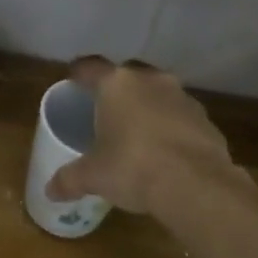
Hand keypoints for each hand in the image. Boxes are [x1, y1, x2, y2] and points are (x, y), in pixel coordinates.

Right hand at [45, 57, 247, 220]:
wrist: (196, 185)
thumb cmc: (133, 168)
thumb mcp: (92, 176)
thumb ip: (69, 179)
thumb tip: (50, 190)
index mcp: (117, 84)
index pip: (90, 67)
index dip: (79, 73)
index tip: (72, 81)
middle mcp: (151, 81)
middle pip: (127, 76)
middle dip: (116, 90)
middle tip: (104, 111)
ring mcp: (183, 98)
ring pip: (158, 94)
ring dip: (147, 107)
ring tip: (136, 132)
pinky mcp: (206, 120)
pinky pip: (180, 117)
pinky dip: (170, 128)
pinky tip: (164, 151)